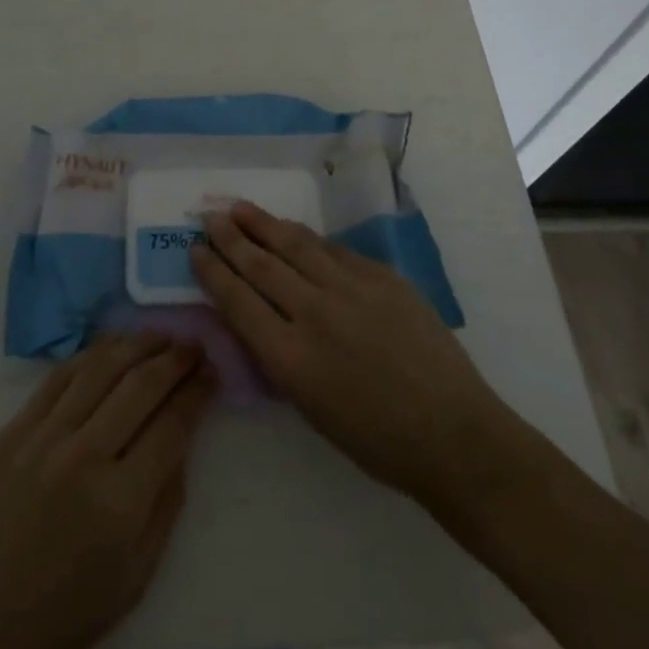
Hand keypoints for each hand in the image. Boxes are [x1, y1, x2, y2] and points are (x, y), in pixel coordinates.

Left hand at [0, 333, 216, 648]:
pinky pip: (60, 375)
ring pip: (102, 367)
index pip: (172, 424)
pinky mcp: (13, 429)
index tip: (213, 371)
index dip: (198, 391)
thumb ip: (166, 505)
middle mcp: (84, 457)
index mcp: (120, 503)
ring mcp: (44, 436)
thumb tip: (182, 439)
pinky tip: (112, 346)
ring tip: (161, 334)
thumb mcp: (134, 581)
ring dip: (138, 343)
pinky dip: (93, 353)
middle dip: (176, 358)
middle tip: (195, 344)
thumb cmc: (59, 618)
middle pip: (141, 384)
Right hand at [191, 201, 535, 525]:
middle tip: (209, 217)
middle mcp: (314, 313)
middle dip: (231, 238)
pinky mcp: (381, 275)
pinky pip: (333, 250)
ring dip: (263, 224)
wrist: (452, 432)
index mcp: (291, 358)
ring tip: (240, 208)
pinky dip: (306, 238)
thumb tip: (257, 315)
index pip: (238, 301)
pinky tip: (293, 230)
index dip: (213, 272)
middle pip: (261, 265)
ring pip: (296, 245)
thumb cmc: (375, 439)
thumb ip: (279, 356)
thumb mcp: (310, 407)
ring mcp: (350, 288)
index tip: (196, 250)